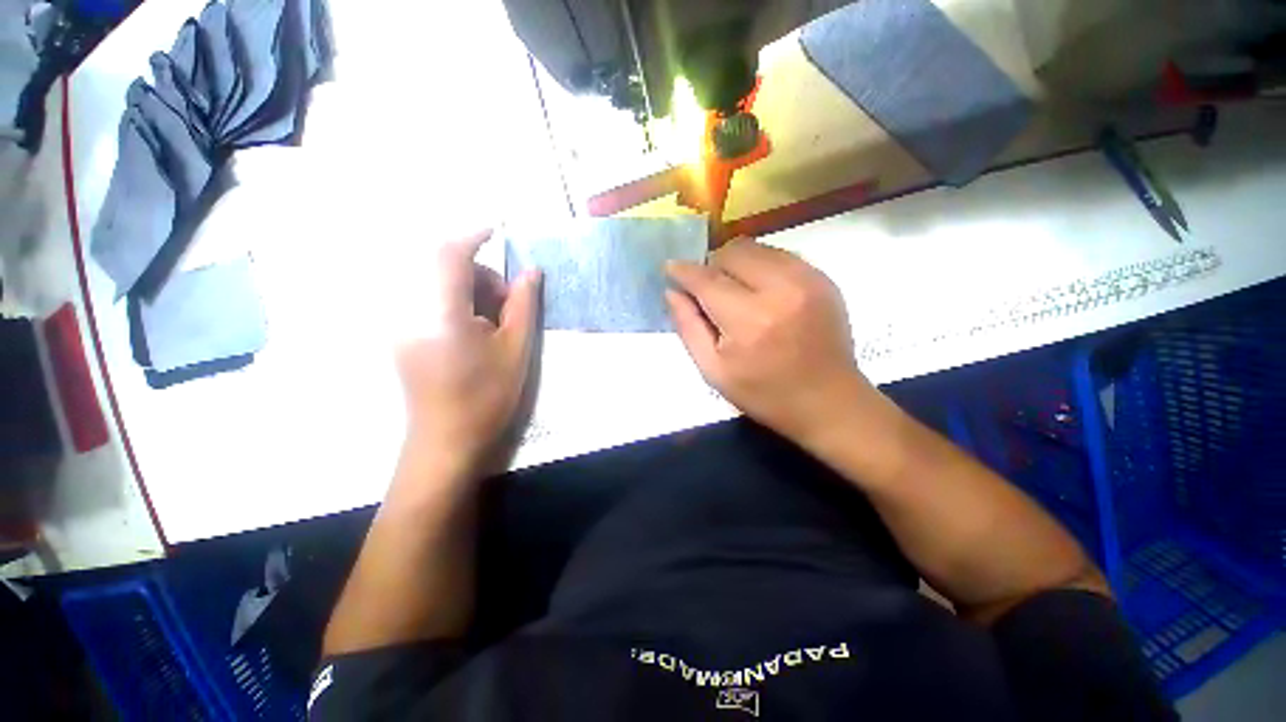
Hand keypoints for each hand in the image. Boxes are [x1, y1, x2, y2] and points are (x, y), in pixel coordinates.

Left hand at [395, 230, 541, 476]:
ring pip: (435, 286)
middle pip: (444, 269)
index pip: (451, 254)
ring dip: (465, 290)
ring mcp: (404, 325)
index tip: (496, 232)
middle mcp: (415, 310)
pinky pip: (426, 304)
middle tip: (506, 305)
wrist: (443, 442)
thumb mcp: (514, 352)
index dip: (473, 236)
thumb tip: (530, 271)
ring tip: (490, 324)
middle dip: (478, 274)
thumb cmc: (483, 399)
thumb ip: (523, 305)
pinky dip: (450, 304)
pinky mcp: (402, 339)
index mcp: (443, 310)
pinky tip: (468, 334)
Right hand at [665, 238, 874, 446]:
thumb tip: (672, 290)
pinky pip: (782, 255)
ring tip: (741, 290)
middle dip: (715, 266)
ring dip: (741, 263)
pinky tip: (768, 293)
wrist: (830, 400)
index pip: (706, 278)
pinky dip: (766, 267)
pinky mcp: (823, 278)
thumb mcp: (716, 373)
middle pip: (732, 252)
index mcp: (750, 320)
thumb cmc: (768, 395)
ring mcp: (807, 279)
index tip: (671, 270)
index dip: (684, 272)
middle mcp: (780, 289)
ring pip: (757, 248)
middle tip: (713, 290)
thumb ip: (689, 327)